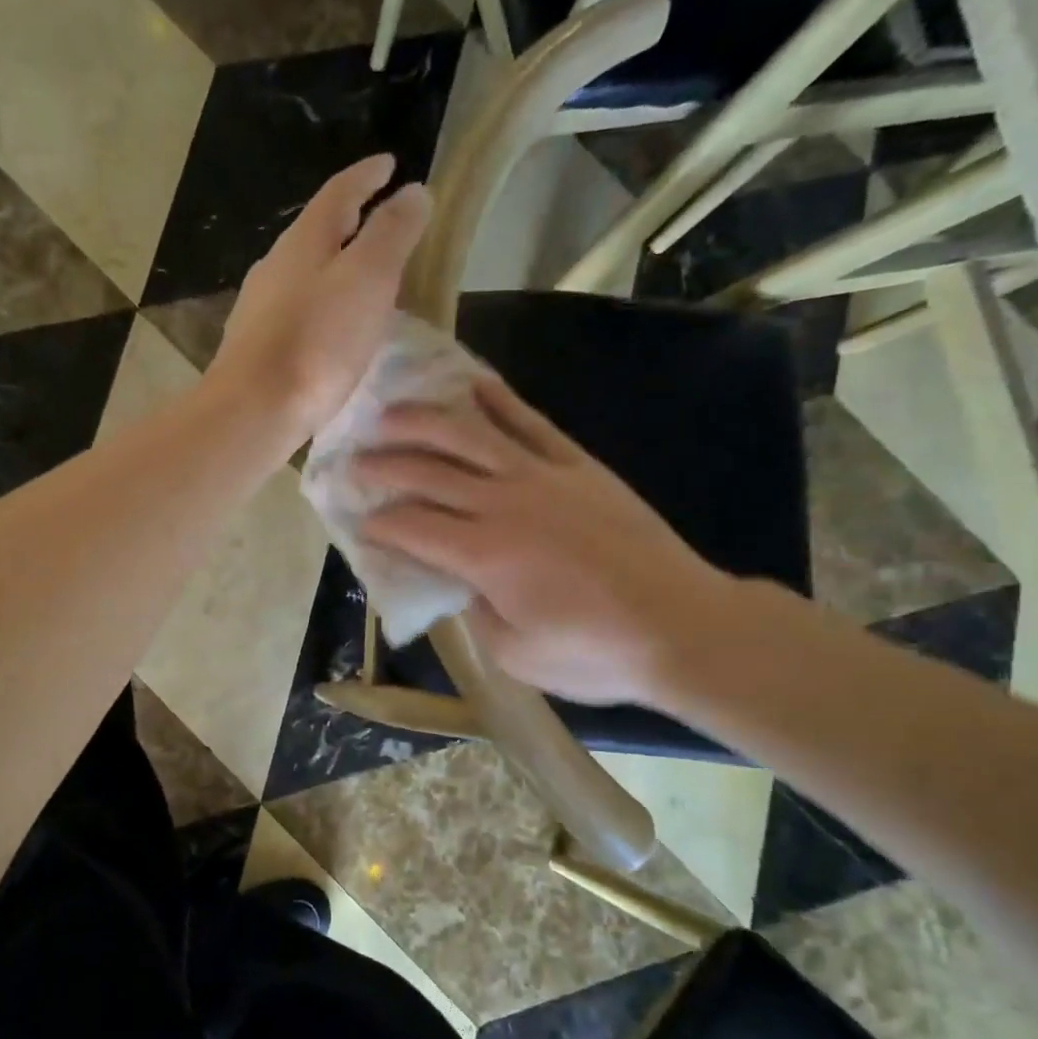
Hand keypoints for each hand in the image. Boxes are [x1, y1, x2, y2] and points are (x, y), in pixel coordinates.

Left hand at [206, 155, 431, 452]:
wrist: (254, 409)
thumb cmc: (317, 343)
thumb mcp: (368, 279)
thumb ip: (392, 234)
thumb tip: (413, 191)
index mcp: (304, 240)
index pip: (339, 191)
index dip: (367, 175)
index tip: (389, 164)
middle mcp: (275, 265)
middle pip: (316, 231)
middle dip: (349, 221)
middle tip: (379, 223)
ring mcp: (259, 307)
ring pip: (303, 273)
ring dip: (333, 267)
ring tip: (361, 278)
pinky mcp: (255, 345)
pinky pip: (296, 311)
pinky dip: (320, 306)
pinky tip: (329, 328)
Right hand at [356, 375, 739, 706]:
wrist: (683, 627)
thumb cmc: (595, 653)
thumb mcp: (515, 653)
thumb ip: (474, 612)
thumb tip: (458, 581)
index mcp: (483, 554)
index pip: (412, 526)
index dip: (378, 521)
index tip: (357, 519)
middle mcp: (503, 503)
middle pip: (429, 472)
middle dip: (384, 465)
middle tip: (354, 460)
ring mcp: (543, 476)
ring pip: (470, 433)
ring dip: (423, 420)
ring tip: (390, 411)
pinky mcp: (578, 465)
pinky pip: (531, 422)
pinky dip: (498, 400)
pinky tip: (472, 384)